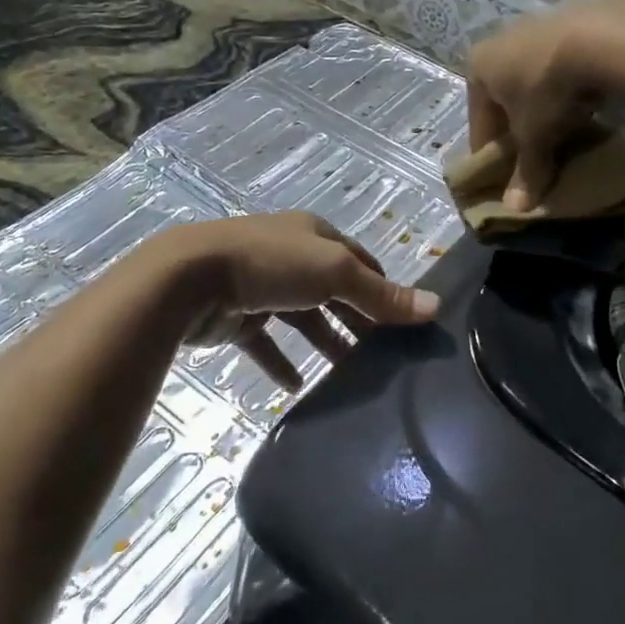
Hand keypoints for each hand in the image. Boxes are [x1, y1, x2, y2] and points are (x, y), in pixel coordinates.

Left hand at [156, 212, 438, 388]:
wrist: (190, 278)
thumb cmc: (271, 264)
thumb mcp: (334, 273)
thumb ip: (380, 294)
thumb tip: (435, 306)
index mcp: (314, 236)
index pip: (359, 260)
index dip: (382, 287)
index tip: (405, 321)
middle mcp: (290, 256)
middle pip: (333, 290)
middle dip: (357, 319)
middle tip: (385, 355)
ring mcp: (260, 285)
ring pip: (301, 317)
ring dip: (325, 342)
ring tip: (350, 375)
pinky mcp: (235, 316)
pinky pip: (264, 342)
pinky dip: (281, 362)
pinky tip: (297, 387)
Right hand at [466, 0, 624, 209]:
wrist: (599, 36)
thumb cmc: (546, 89)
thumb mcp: (534, 136)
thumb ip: (525, 171)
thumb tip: (515, 210)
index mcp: (478, 66)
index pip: (478, 119)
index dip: (489, 151)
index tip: (501, 174)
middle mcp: (500, 40)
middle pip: (504, 95)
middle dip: (517, 125)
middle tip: (534, 153)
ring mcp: (537, 25)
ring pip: (534, 77)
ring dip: (544, 103)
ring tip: (564, 129)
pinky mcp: (572, 20)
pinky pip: (563, 64)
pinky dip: (569, 85)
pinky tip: (586, 100)